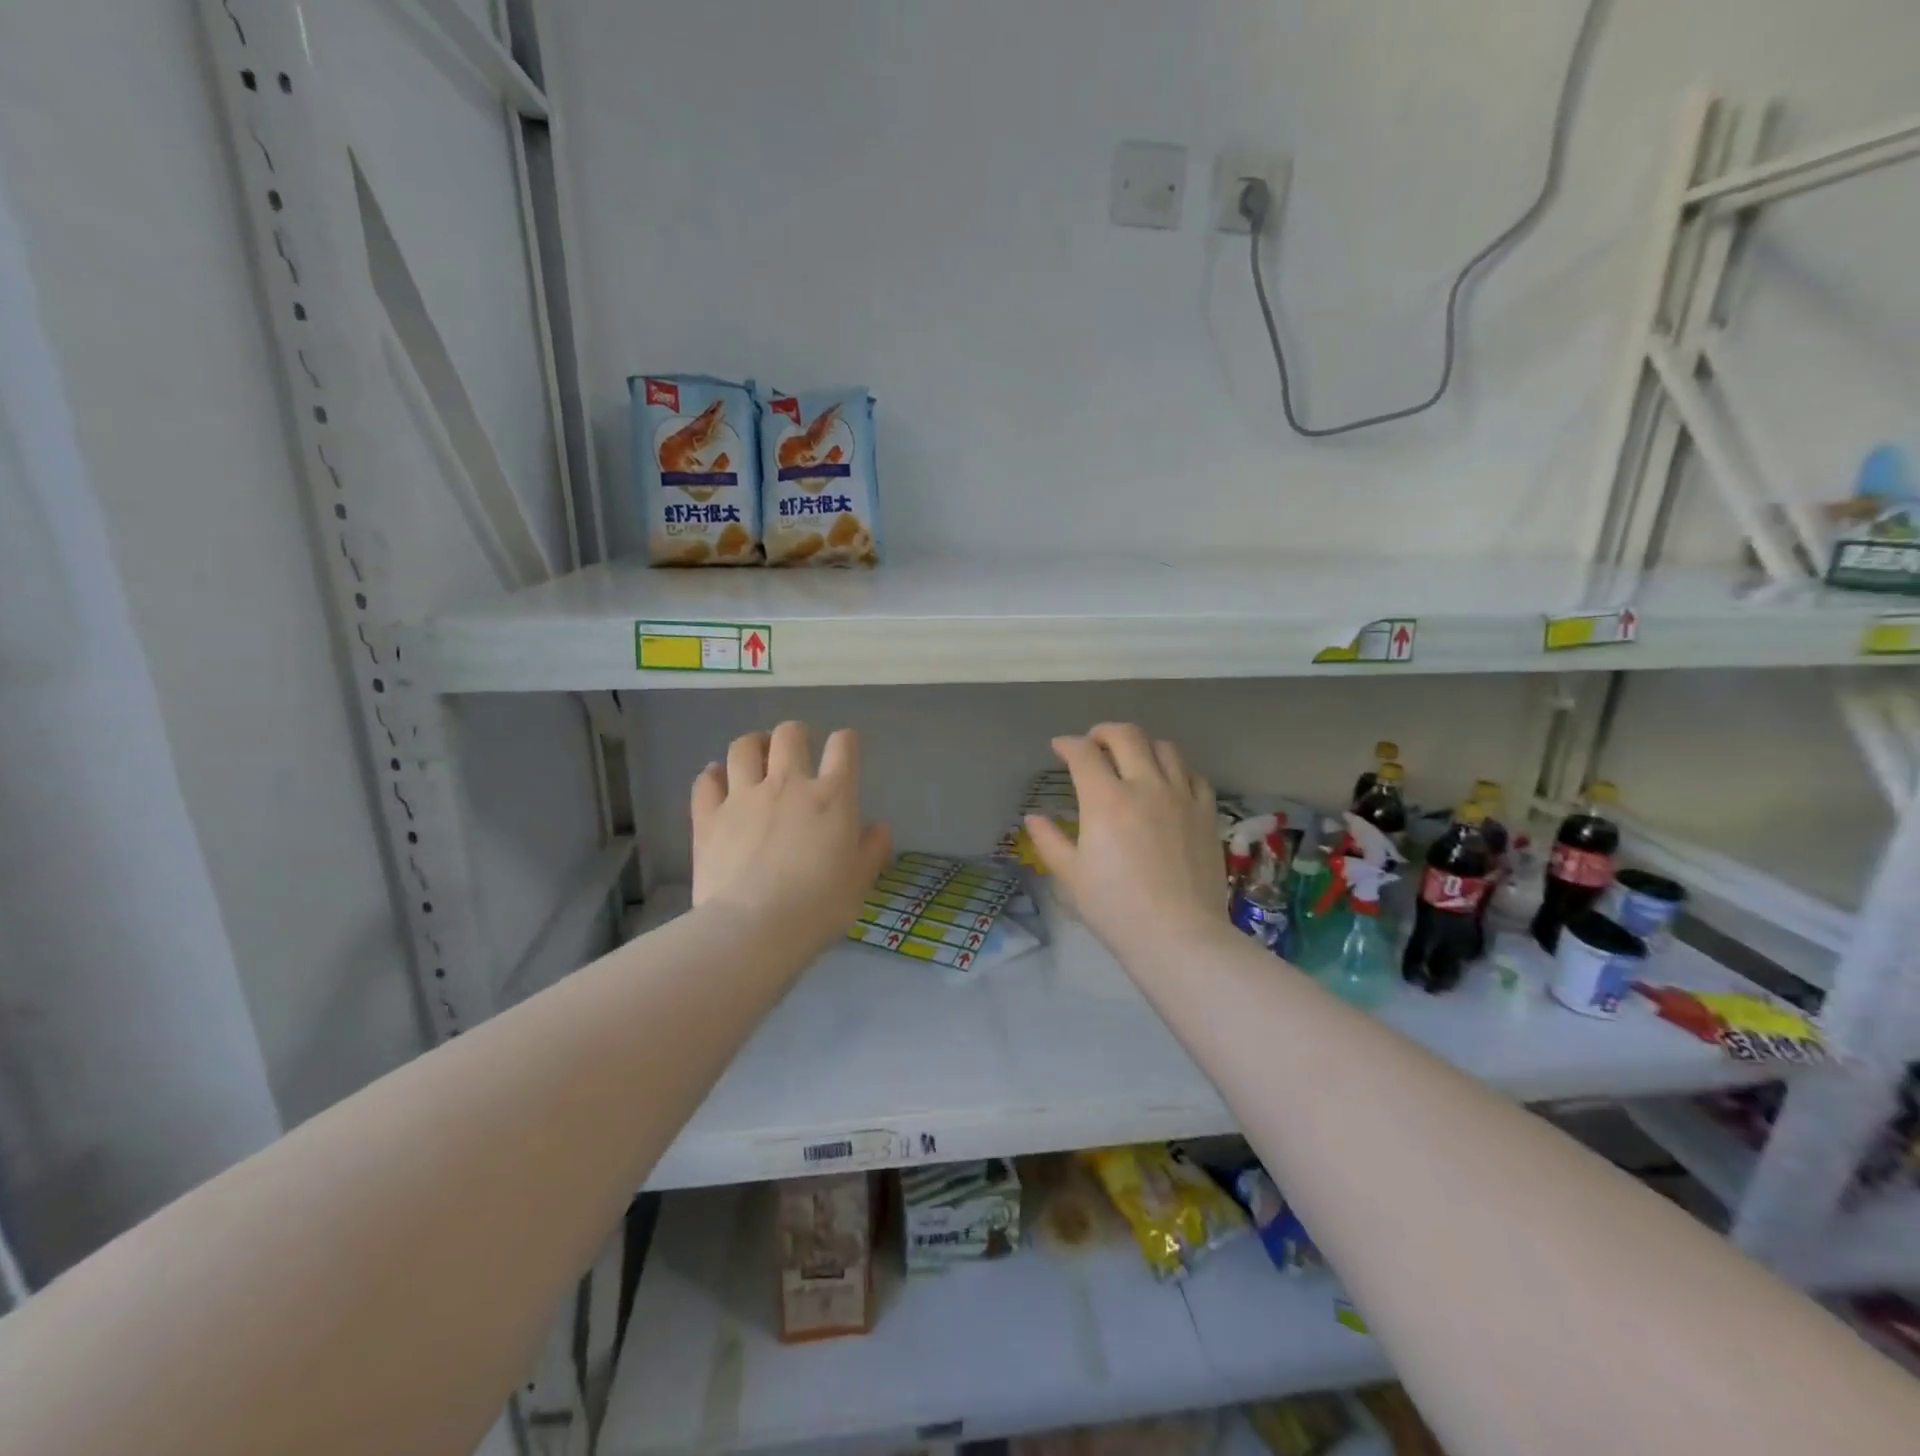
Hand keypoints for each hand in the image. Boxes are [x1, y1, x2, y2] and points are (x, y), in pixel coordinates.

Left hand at [691, 722, 891, 953]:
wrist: (753, 928)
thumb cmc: (818, 908)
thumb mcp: (859, 883)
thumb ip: (872, 850)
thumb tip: (879, 827)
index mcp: (832, 797)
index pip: (844, 746)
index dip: (845, 741)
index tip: (844, 748)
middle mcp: (788, 784)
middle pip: (789, 734)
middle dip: (796, 734)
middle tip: (797, 749)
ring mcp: (743, 797)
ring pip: (743, 747)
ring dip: (753, 745)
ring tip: (756, 755)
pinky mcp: (708, 817)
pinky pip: (706, 781)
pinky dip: (713, 775)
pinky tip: (717, 780)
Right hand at [1025, 724, 1225, 957]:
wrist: (1178, 935)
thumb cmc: (1115, 908)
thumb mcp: (1071, 877)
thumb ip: (1049, 841)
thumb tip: (1033, 817)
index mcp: (1106, 800)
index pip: (1084, 753)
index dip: (1067, 744)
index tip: (1059, 748)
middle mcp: (1145, 786)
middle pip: (1126, 736)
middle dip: (1103, 732)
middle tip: (1093, 743)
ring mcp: (1181, 797)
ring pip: (1165, 747)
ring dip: (1142, 745)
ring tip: (1132, 759)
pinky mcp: (1207, 813)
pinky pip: (1193, 775)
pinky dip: (1176, 770)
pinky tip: (1168, 784)